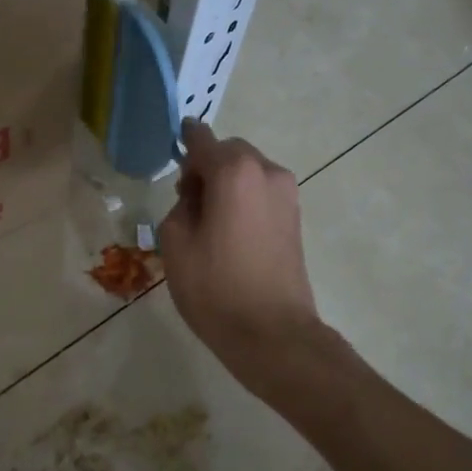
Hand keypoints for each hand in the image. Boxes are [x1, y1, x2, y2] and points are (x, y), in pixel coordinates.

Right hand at [157, 120, 321, 380]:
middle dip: (207, 165)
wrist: (271, 332)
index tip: (176, 137)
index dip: (186, 138)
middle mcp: (266, 171)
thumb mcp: (176, 243)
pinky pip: (262, 191)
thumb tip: (196, 196)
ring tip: (208, 219)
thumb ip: (181, 204)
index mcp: (234, 172)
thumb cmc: (215, 287)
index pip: (203, 140)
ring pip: (248, 171)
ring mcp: (287, 194)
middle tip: (186, 198)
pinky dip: (244, 197)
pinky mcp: (295, 217)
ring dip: (227, 182)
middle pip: (229, 153)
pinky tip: (229, 230)